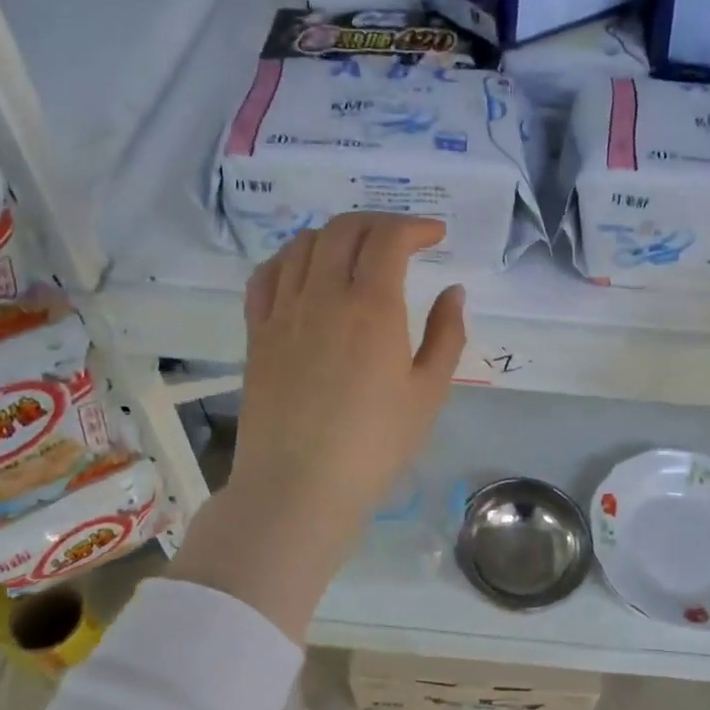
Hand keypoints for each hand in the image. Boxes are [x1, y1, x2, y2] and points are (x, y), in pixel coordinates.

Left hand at [169, 213, 465, 638]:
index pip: (388, 238)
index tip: (435, 236)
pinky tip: (304, 269)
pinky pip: (267, 275)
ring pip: (303, 244)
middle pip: (344, 229)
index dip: (415, 226)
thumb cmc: (375, 445)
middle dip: (378, 222)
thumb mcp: (429, 393)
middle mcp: (322, 295)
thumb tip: (452, 291)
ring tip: (357, 250)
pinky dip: (290, 257)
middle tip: (402, 239)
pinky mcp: (257, 333)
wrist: (299, 488)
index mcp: (371, 307)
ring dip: (336, 234)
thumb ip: (446, 334)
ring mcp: (283, 312)